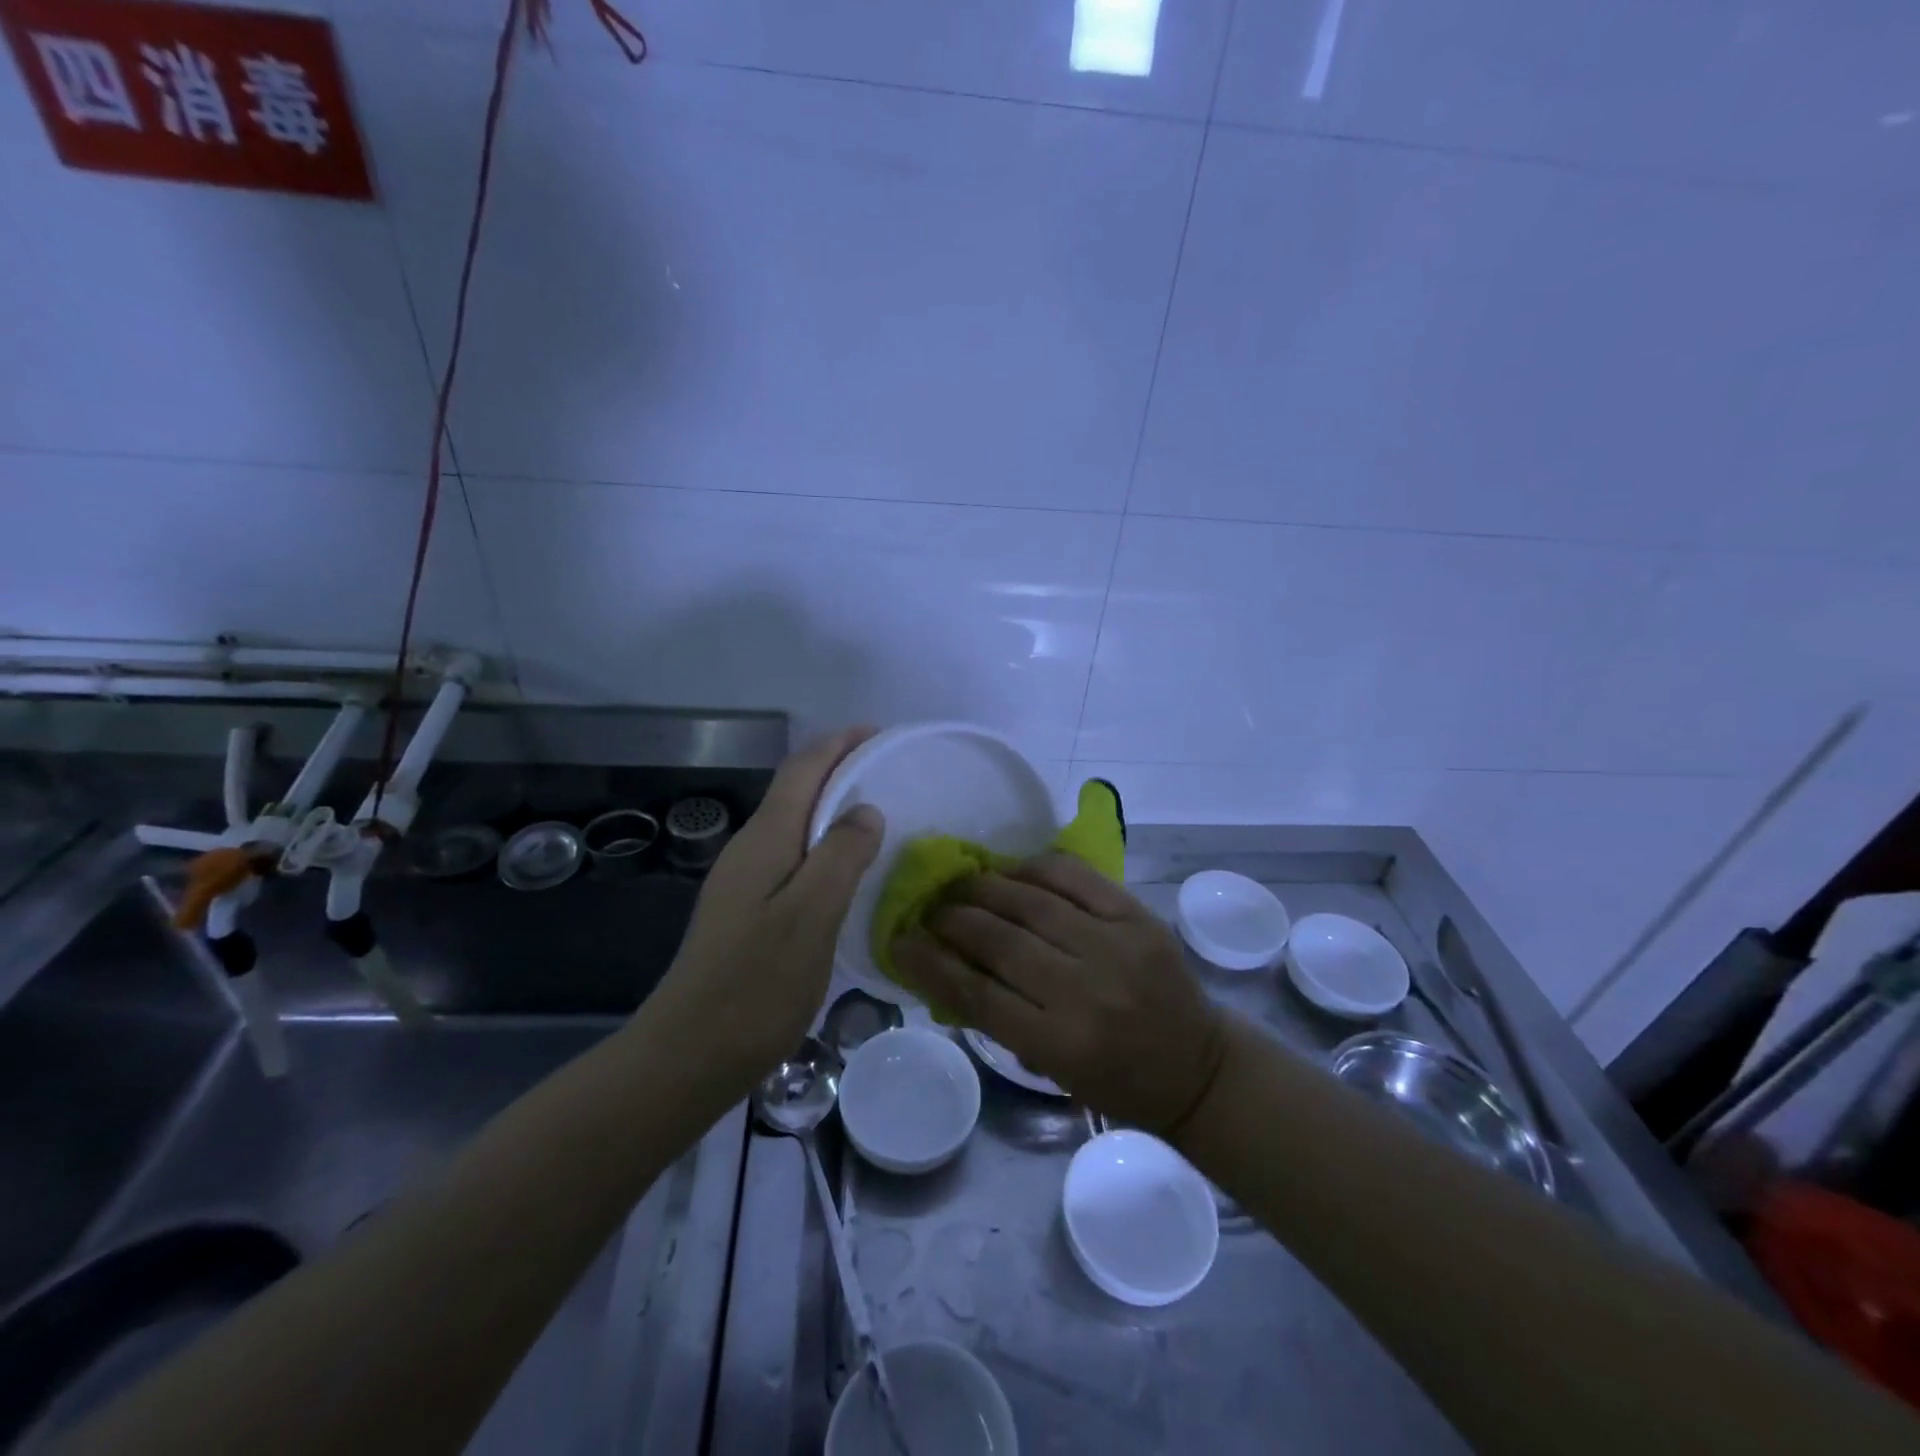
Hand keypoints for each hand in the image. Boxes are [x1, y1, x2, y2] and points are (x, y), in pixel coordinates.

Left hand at [651, 727, 883, 1086]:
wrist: (688, 1053)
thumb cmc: (756, 983)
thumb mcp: (811, 915)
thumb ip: (841, 855)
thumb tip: (865, 808)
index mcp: (766, 839)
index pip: (803, 769)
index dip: (839, 744)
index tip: (879, 733)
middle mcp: (750, 849)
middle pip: (796, 790)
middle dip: (838, 768)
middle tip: (888, 771)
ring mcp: (743, 881)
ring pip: (794, 824)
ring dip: (831, 806)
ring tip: (877, 813)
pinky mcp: (746, 910)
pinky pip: (792, 856)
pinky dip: (823, 844)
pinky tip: (845, 870)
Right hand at [894, 854, 1226, 1134]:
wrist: (1197, 1066)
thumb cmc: (1116, 1081)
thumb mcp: (1050, 1069)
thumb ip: (998, 1018)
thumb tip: (944, 965)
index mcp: (1059, 1043)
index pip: (976, 993)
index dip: (929, 962)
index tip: (900, 940)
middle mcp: (1085, 991)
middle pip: (999, 940)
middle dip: (953, 918)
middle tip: (932, 908)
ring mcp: (1115, 946)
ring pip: (1031, 901)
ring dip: (986, 888)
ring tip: (962, 884)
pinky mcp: (1137, 916)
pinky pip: (1074, 877)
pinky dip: (1035, 867)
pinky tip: (1012, 869)